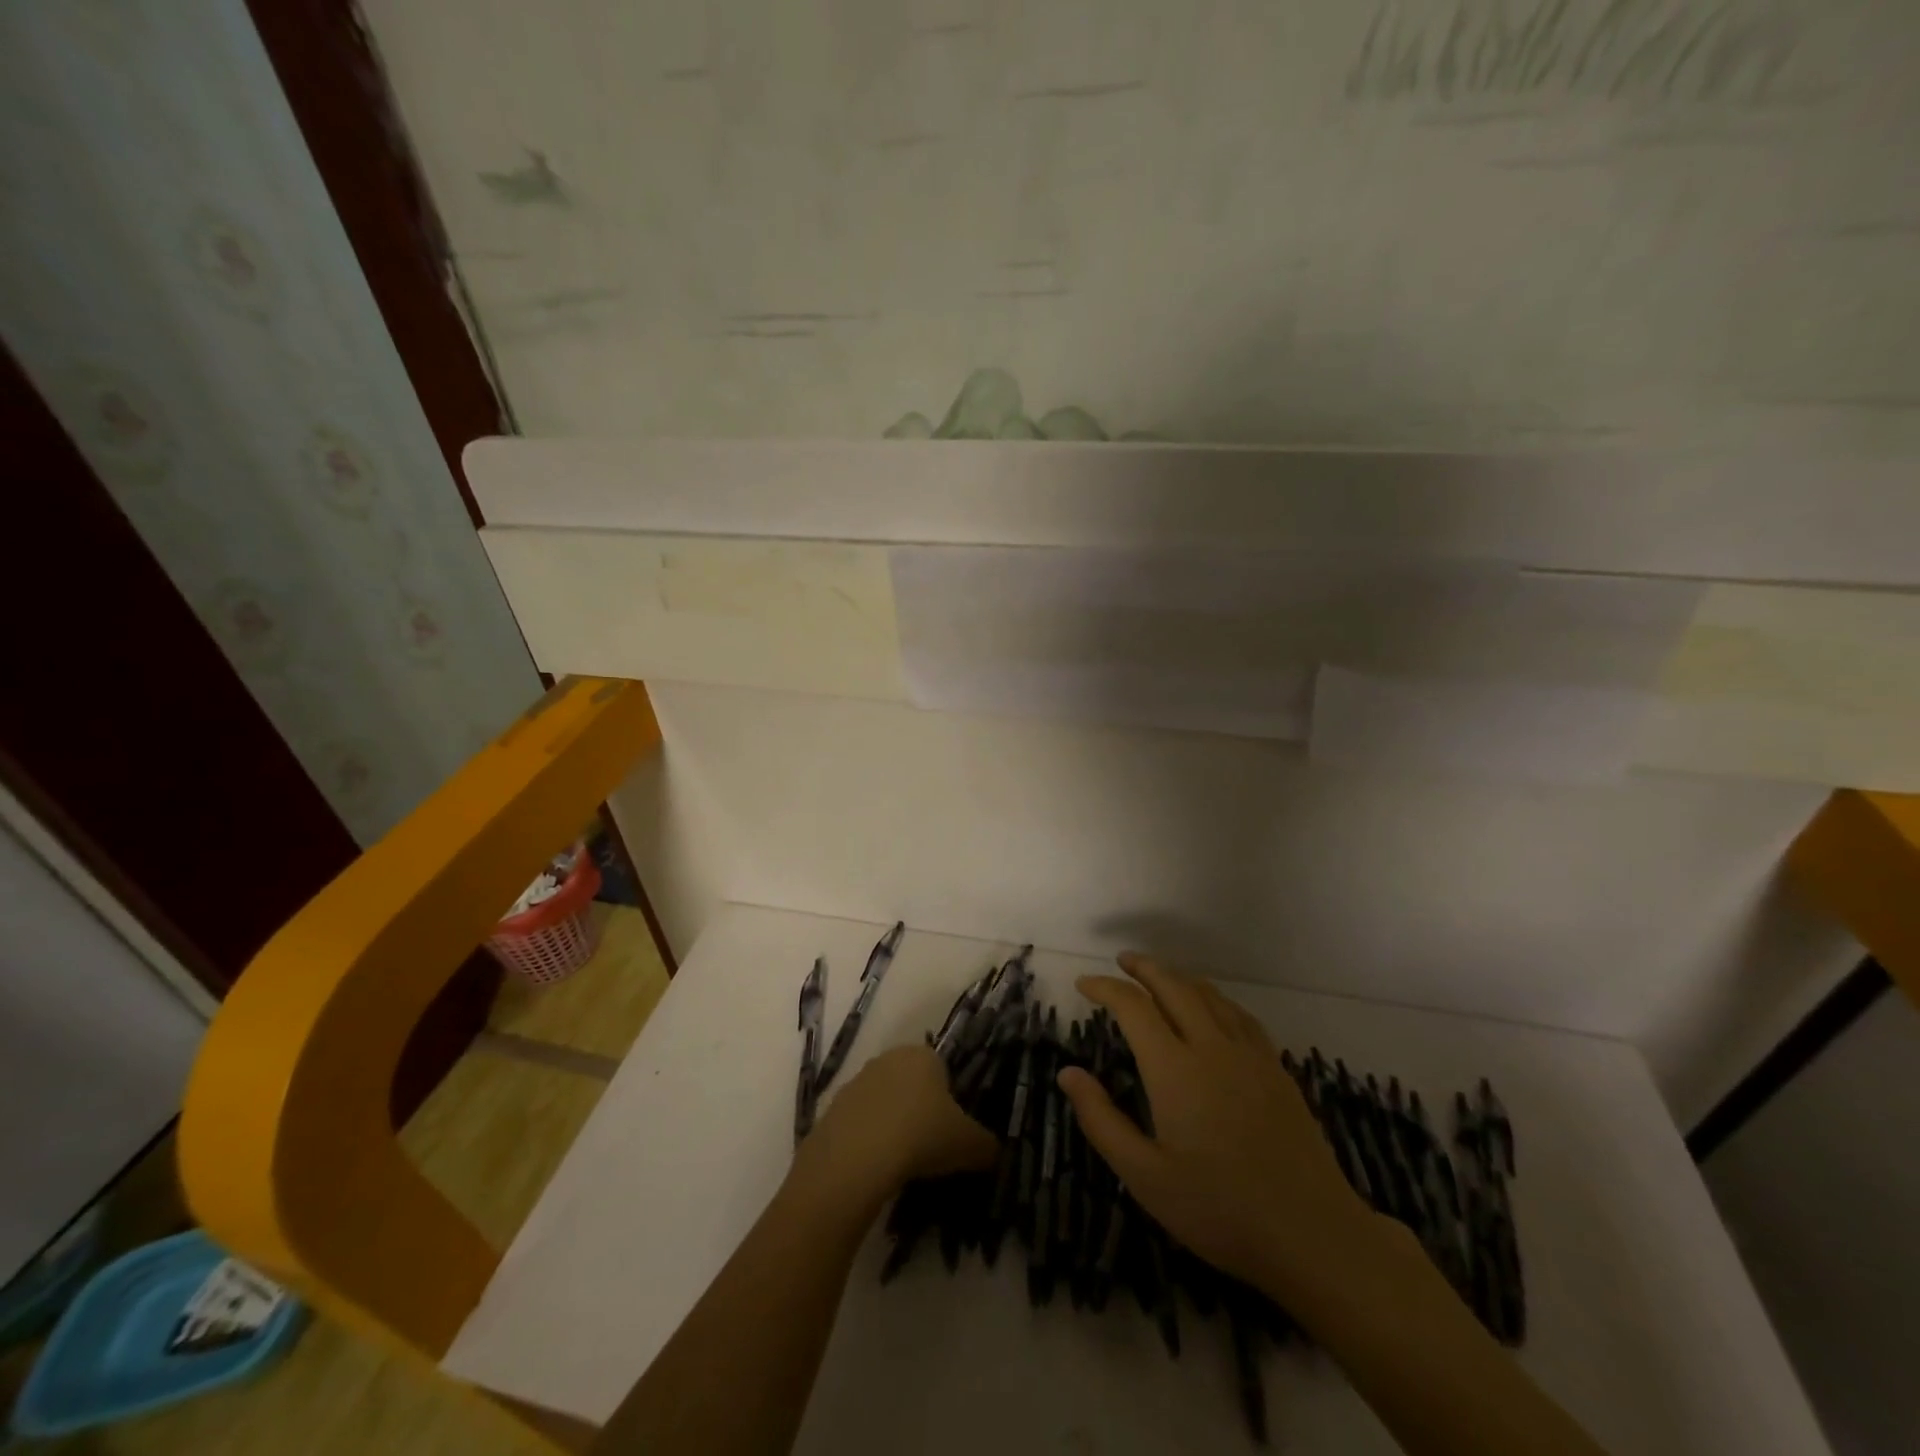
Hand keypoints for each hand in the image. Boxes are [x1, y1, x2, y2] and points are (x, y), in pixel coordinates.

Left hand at [789, 1045, 996, 1218]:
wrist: (855, 1158)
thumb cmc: (920, 1136)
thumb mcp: (968, 1145)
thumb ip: (987, 1145)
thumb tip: (997, 1152)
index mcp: (923, 1055)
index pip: (942, 1070)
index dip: (949, 1100)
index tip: (950, 1131)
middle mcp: (888, 1059)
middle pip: (910, 1083)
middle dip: (919, 1109)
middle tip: (928, 1147)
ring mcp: (856, 1082)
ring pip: (883, 1102)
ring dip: (891, 1124)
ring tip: (900, 1163)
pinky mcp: (831, 1108)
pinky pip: (858, 1124)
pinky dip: (867, 1141)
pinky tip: (873, 1168)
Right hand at [1058, 954, 1376, 1298]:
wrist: (1313, 1234)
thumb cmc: (1219, 1210)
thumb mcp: (1144, 1177)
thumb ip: (1101, 1120)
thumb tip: (1067, 1072)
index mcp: (1173, 1069)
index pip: (1133, 1007)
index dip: (1105, 988)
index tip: (1084, 984)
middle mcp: (1210, 1047)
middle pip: (1173, 986)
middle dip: (1144, 968)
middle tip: (1121, 960)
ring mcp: (1249, 1055)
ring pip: (1209, 995)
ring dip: (1178, 976)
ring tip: (1159, 974)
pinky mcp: (1276, 1069)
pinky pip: (1239, 1015)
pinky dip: (1215, 998)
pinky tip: (1212, 1006)